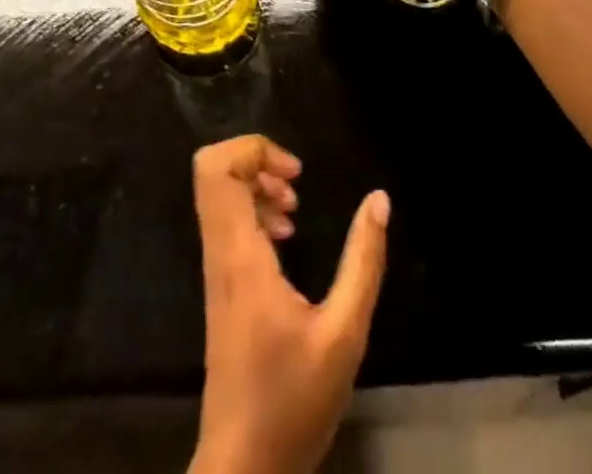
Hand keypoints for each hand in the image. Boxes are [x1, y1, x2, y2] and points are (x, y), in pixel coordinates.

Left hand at [189, 136, 389, 473]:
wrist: (243, 470)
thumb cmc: (293, 403)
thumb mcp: (344, 335)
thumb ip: (363, 263)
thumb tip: (379, 199)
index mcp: (240, 257)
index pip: (217, 171)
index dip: (253, 149)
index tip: (296, 174)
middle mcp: (219, 254)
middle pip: (212, 172)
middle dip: (256, 160)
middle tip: (296, 183)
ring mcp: (215, 270)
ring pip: (217, 196)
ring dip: (256, 185)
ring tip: (295, 208)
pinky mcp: (220, 286)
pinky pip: (226, 222)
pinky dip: (253, 211)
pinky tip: (286, 237)